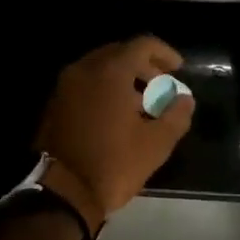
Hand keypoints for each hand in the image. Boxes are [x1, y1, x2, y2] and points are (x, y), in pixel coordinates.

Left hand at [35, 37, 193, 229]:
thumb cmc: (112, 164)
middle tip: (161, 85)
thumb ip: (176, 116)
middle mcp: (85, 69)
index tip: (178, 69)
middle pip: (120, 52)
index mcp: (110, 71)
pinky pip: (86, 83)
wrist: (60, 194)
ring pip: (101, 68)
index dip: (164, 53)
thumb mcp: (155, 144)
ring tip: (141, 103)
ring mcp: (66, 85)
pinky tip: (117, 114)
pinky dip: (104, 88)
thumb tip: (185, 99)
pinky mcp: (55, 103)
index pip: (142, 45)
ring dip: (124, 78)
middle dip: (144, 65)